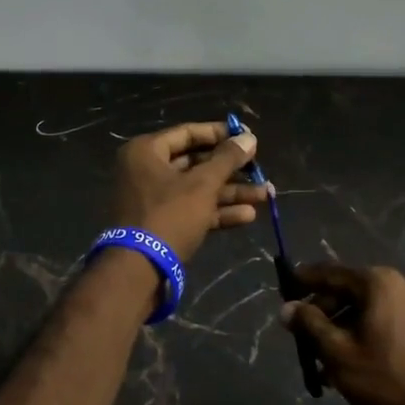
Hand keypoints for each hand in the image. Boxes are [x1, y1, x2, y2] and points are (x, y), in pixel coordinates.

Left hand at [110, 122, 267, 261]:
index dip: (220, 134)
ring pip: (198, 189)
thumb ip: (227, 159)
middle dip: (231, 169)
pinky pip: (193, 210)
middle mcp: (146, 170)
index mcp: (146, 151)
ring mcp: (154, 199)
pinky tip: (248, 216)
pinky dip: (218, 211)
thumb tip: (249, 138)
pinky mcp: (163, 224)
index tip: (248, 137)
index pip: (188, 133)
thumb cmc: (169, 215)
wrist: (139, 270)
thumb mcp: (202, 184)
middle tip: (259, 168)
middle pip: (195, 162)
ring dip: (231, 192)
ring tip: (265, 194)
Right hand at [281, 263, 404, 404]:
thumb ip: (309, 324)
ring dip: (340, 330)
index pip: (330, 273)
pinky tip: (347, 366)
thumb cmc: (385, 380)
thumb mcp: (337, 352)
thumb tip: (287, 308)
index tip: (283, 289)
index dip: (304, 281)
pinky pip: (383, 323)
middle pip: (348, 292)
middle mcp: (399, 285)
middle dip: (322, 314)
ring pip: (365, 311)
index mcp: (378, 283)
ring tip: (321, 362)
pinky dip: (362, 336)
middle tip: (301, 337)